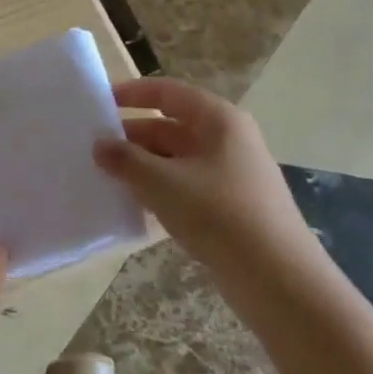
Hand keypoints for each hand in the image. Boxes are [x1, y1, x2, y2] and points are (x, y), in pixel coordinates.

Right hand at [93, 78, 323, 295]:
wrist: (278, 280)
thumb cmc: (218, 214)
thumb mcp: (162, 182)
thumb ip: (125, 160)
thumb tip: (100, 145)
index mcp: (218, 120)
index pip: (168, 92)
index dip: (132, 93)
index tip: (99, 103)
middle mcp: (227, 140)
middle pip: (170, 127)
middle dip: (132, 137)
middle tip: (93, 150)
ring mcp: (231, 174)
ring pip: (175, 159)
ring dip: (142, 167)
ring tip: (105, 178)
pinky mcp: (230, 206)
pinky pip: (185, 186)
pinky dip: (159, 190)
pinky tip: (134, 206)